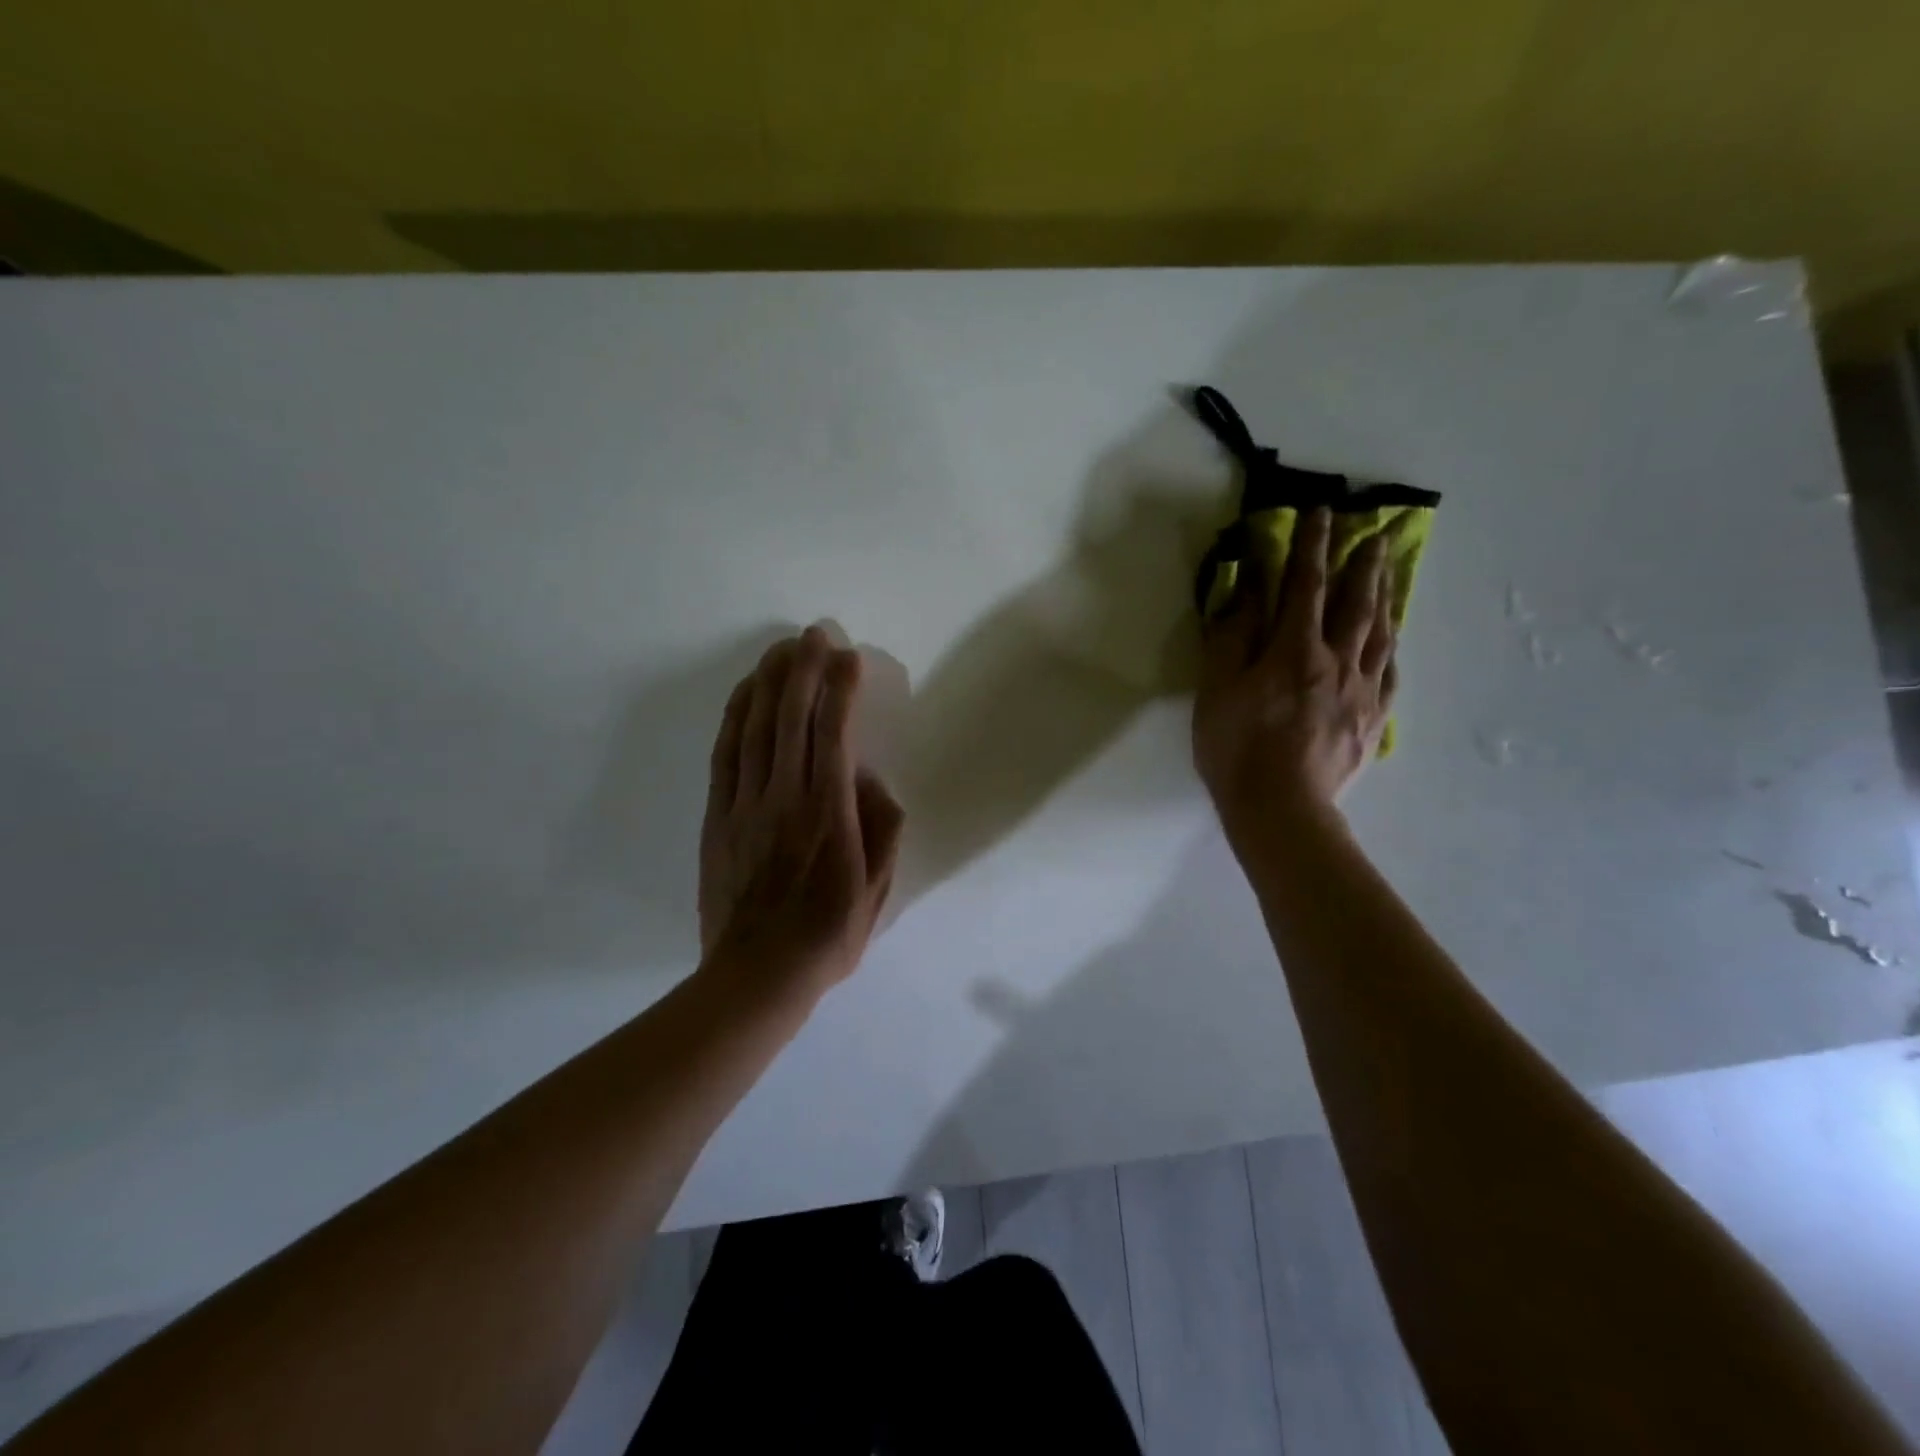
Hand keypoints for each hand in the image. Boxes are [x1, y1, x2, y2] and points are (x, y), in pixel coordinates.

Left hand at [698, 625, 905, 997]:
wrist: (756, 975)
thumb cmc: (827, 936)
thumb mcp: (877, 891)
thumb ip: (882, 830)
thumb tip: (872, 782)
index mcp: (830, 815)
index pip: (834, 735)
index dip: (840, 689)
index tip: (849, 657)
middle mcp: (785, 798)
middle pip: (790, 718)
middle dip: (803, 668)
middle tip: (814, 633)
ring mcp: (745, 804)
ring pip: (754, 728)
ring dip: (768, 681)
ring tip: (781, 648)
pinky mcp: (718, 816)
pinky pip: (725, 754)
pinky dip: (734, 717)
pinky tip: (744, 693)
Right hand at [1193, 507, 1396, 851]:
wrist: (1280, 809)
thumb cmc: (1236, 747)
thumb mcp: (1217, 688)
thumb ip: (1233, 634)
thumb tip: (1248, 586)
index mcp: (1293, 650)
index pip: (1305, 585)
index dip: (1311, 546)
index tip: (1321, 512)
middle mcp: (1336, 662)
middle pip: (1355, 604)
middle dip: (1363, 564)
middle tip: (1377, 532)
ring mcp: (1360, 693)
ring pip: (1379, 634)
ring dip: (1384, 598)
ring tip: (1389, 573)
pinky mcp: (1372, 722)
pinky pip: (1389, 675)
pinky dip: (1390, 649)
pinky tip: (1392, 642)